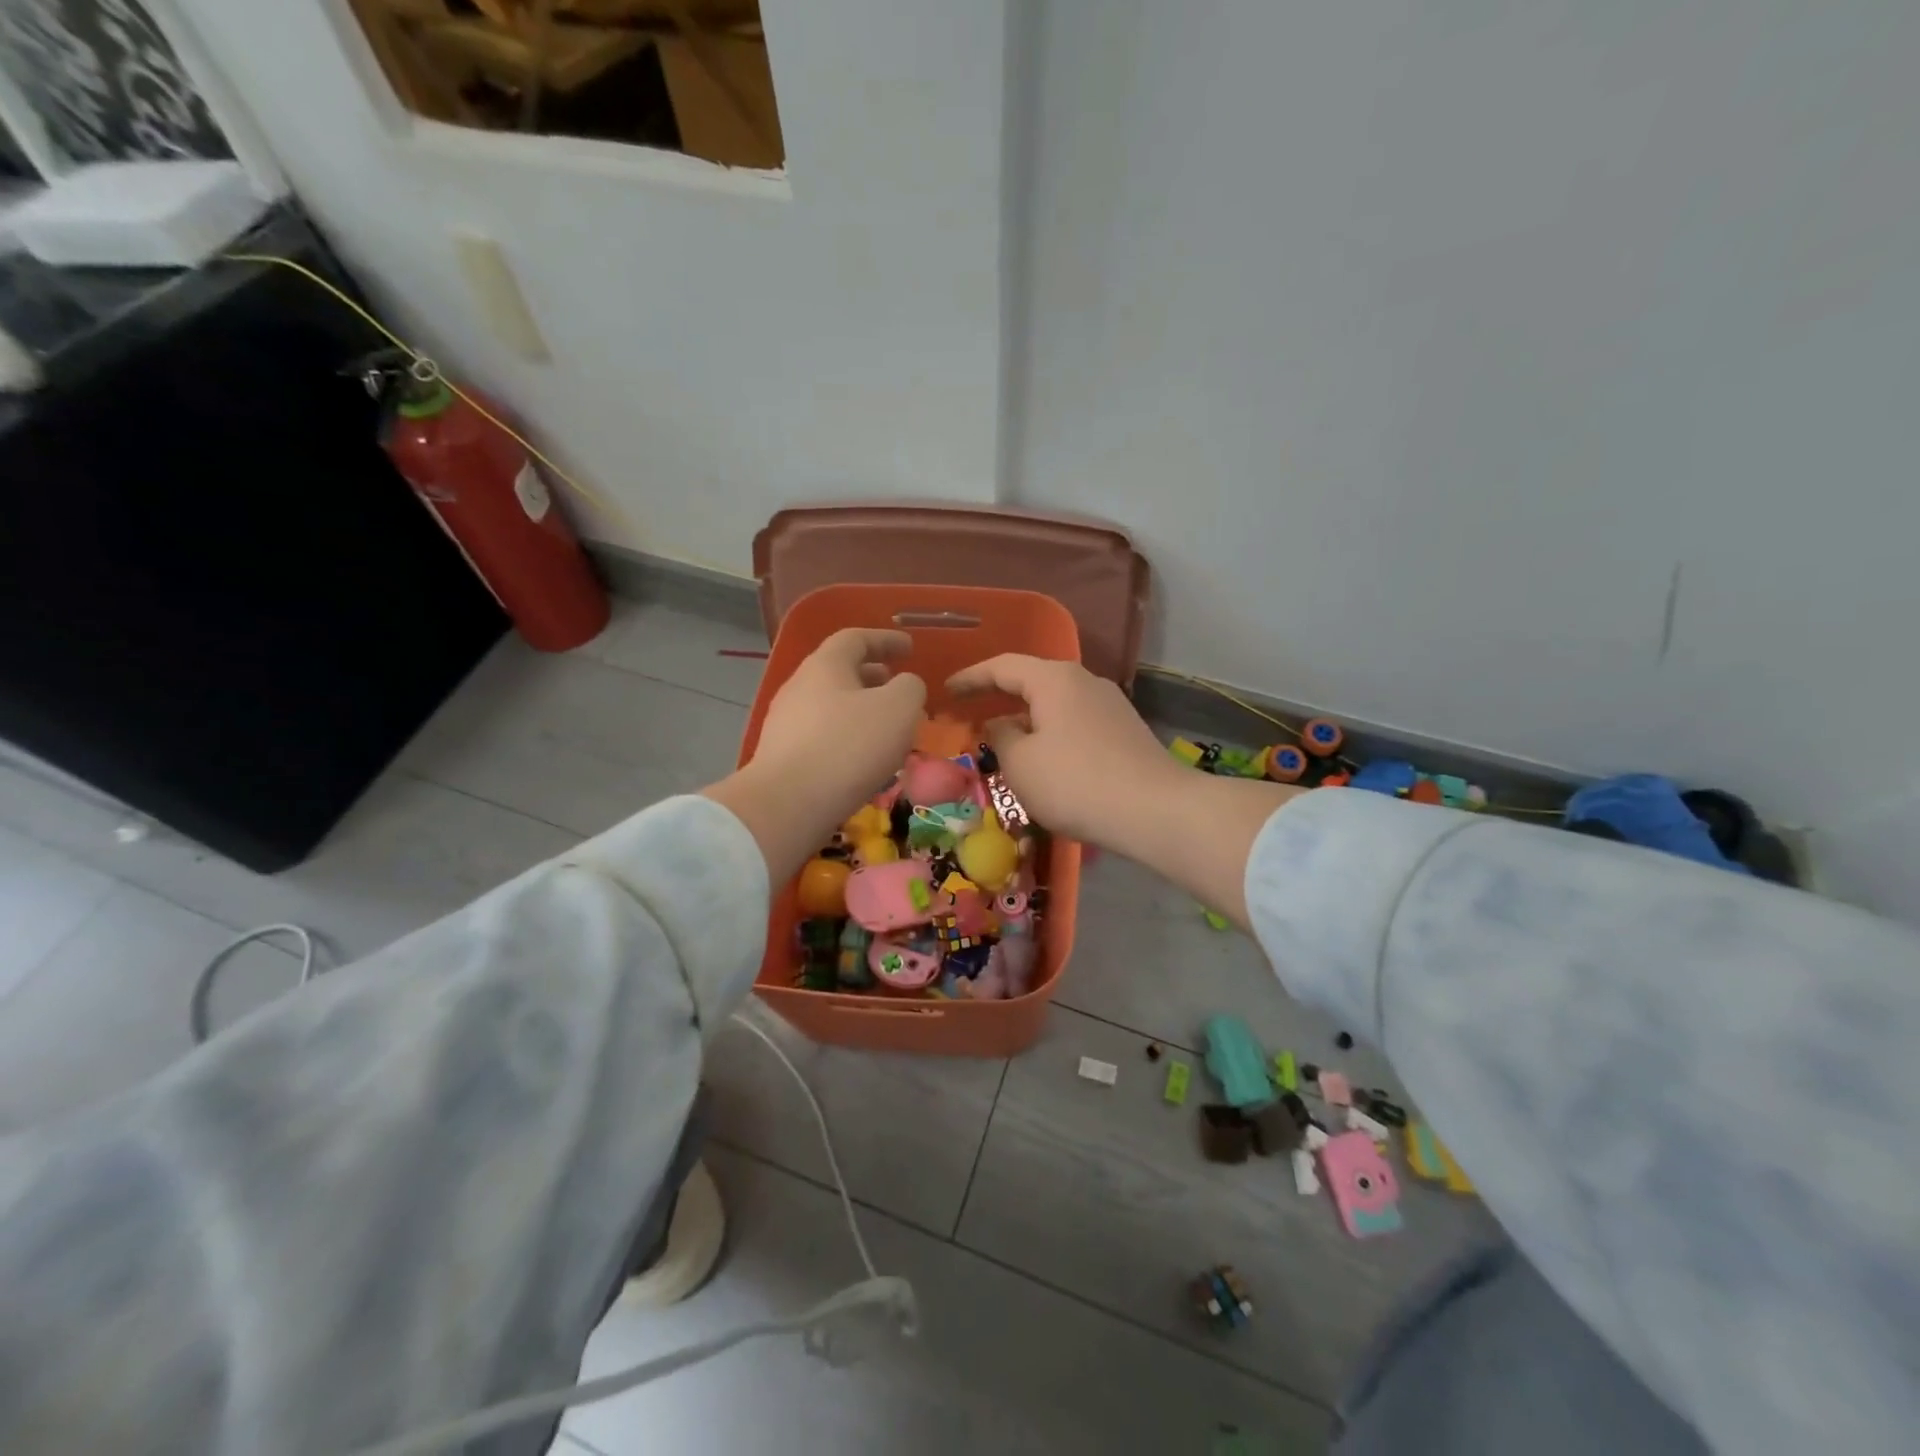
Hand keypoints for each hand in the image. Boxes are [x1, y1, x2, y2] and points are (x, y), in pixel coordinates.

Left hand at [706, 630, 924, 879]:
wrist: (788, 804)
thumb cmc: (850, 746)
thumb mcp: (899, 708)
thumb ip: (910, 688)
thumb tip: (905, 685)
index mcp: (825, 665)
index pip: (855, 639)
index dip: (885, 640)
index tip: (909, 648)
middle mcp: (799, 687)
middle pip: (838, 672)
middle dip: (871, 676)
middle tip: (897, 685)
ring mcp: (785, 723)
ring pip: (830, 706)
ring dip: (860, 709)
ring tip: (886, 727)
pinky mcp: (782, 757)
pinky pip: (821, 736)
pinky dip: (846, 737)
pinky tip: (862, 759)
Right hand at [945, 655, 1180, 848]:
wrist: (1155, 810)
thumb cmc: (1075, 782)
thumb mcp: (1021, 763)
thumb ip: (1001, 736)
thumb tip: (1000, 724)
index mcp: (1054, 679)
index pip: (1002, 666)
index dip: (971, 677)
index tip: (946, 691)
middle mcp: (1084, 681)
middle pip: (1032, 680)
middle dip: (999, 696)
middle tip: (970, 712)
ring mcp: (1109, 704)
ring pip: (1055, 703)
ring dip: (1026, 718)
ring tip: (1003, 739)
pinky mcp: (1124, 730)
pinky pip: (1074, 722)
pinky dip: (1050, 732)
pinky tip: (1044, 758)